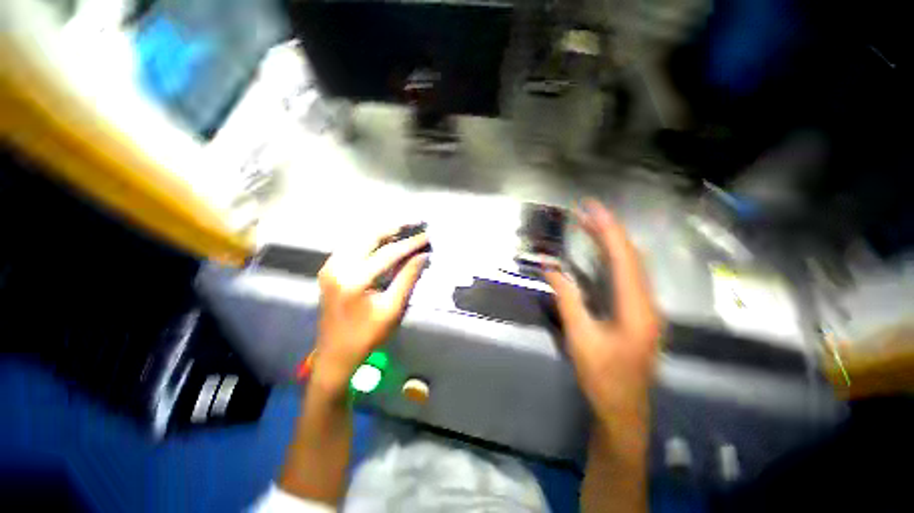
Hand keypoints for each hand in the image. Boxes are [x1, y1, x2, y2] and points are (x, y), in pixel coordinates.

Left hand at [311, 227, 429, 396]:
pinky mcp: (329, 269)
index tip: (427, 236)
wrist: (334, 354)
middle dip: (394, 228)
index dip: (411, 244)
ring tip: (403, 229)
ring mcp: (330, 266)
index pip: (389, 253)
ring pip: (359, 238)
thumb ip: (408, 278)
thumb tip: (423, 256)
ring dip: (382, 232)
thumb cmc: (367, 336)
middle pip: (370, 236)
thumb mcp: (392, 309)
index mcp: (354, 279)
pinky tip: (385, 241)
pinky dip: (370, 241)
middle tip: (414, 222)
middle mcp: (338, 266)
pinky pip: (352, 246)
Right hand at [544, 199, 661, 424]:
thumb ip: (567, 299)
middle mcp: (647, 303)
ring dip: (612, 243)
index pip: (624, 257)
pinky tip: (601, 254)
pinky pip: (628, 277)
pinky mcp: (639, 313)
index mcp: (636, 308)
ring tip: (590, 225)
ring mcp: (646, 308)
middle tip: (587, 211)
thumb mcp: (580, 338)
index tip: (592, 208)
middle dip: (610, 230)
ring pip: (632, 265)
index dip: (608, 229)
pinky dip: (613, 259)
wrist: (623, 410)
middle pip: (632, 257)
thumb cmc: (602, 377)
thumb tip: (552, 269)